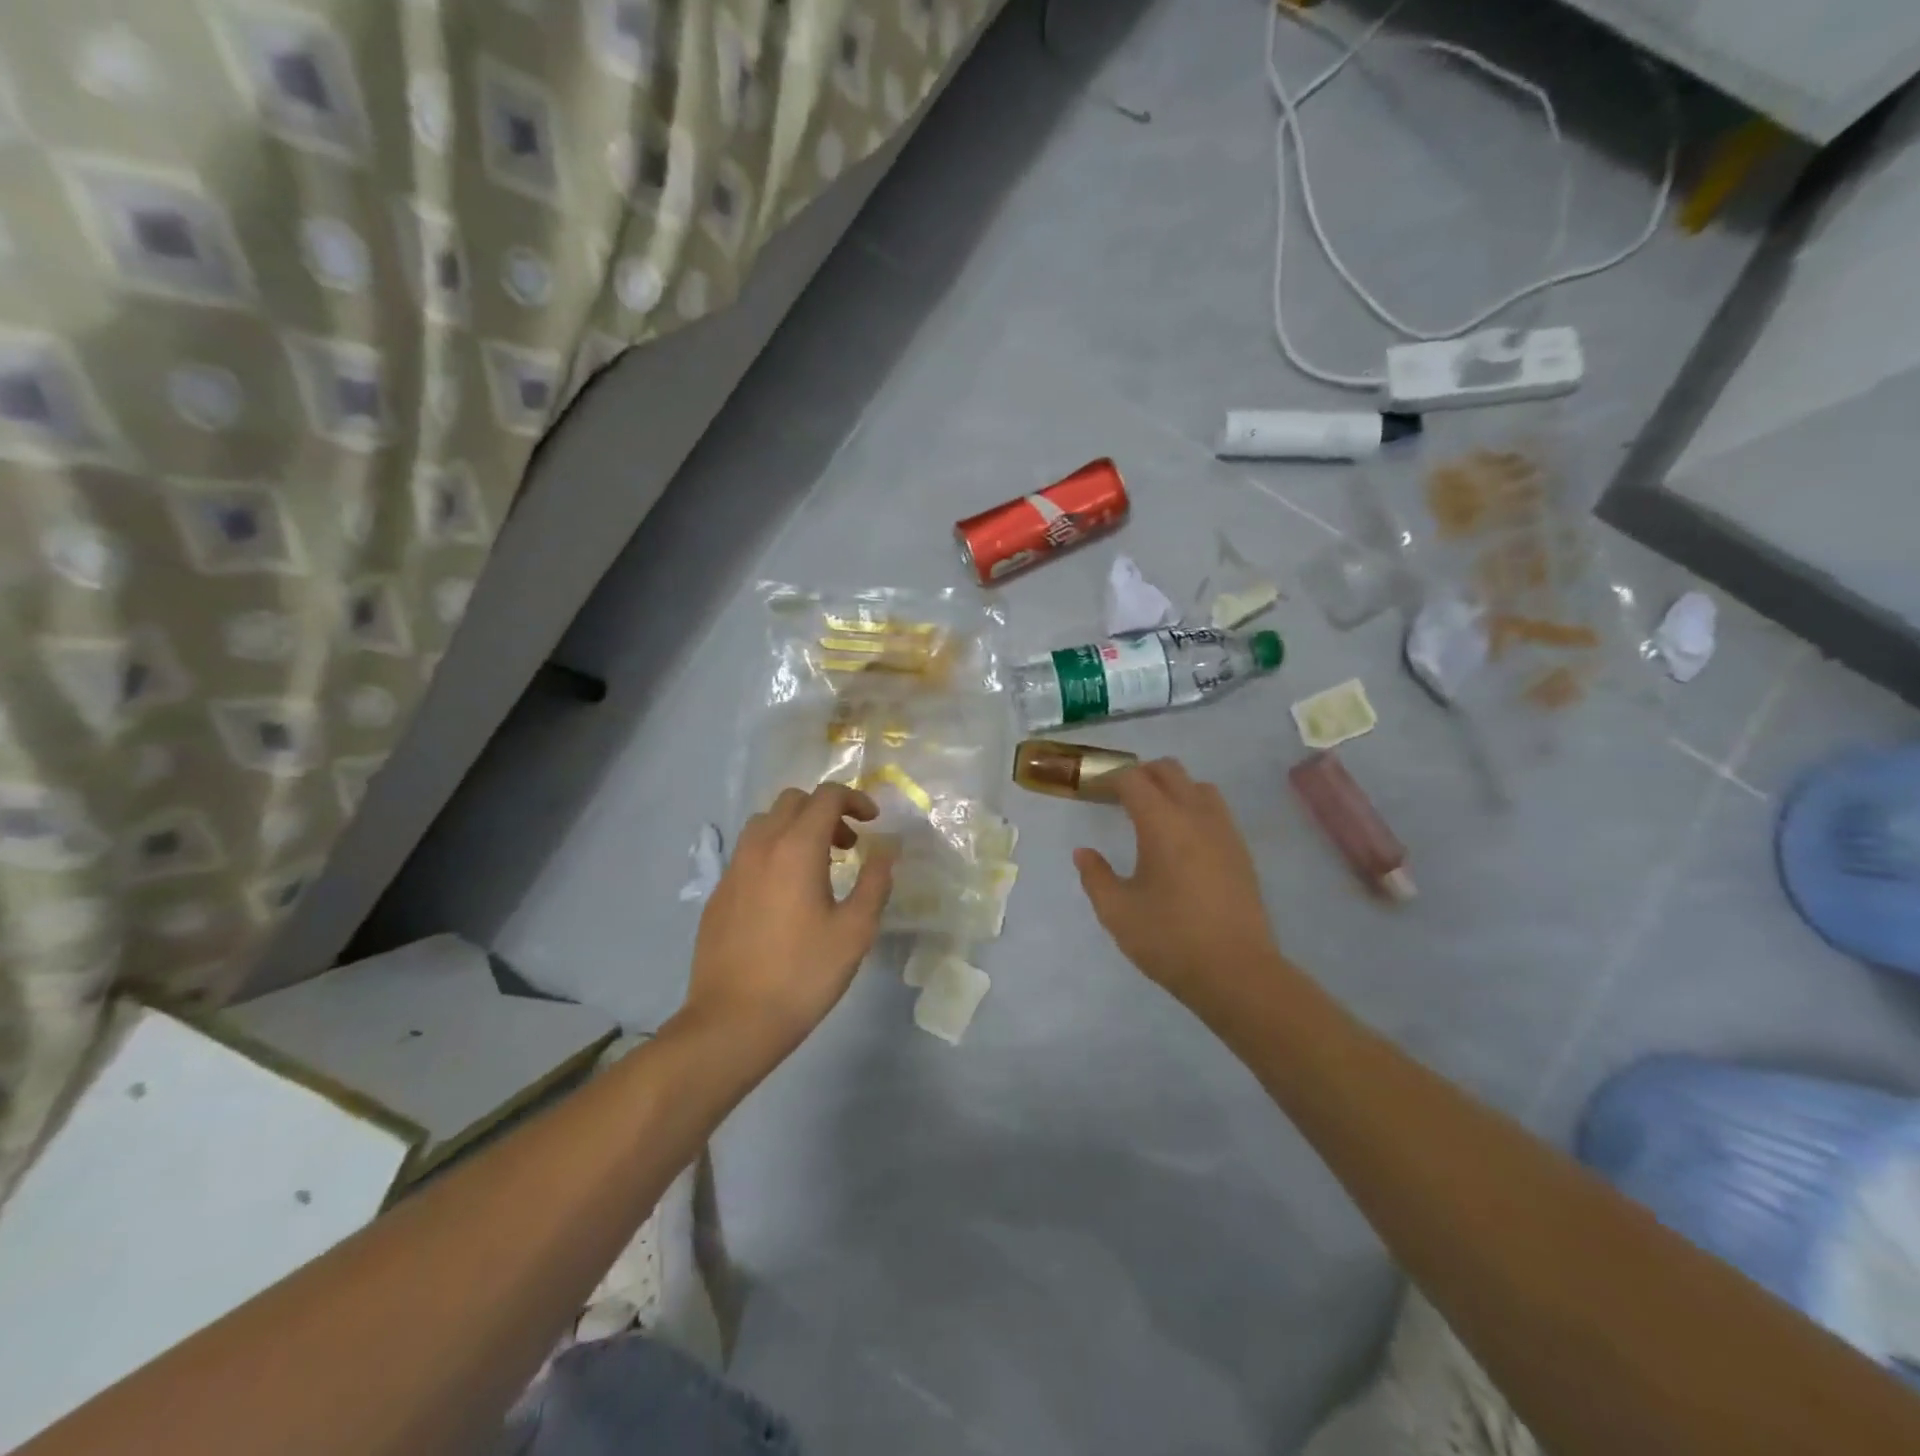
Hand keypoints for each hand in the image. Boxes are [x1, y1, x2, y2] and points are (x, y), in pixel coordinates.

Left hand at [684, 784, 893, 1050]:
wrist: (733, 1021)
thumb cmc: (803, 974)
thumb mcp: (855, 931)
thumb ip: (875, 881)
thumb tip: (887, 848)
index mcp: (796, 848)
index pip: (826, 796)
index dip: (855, 799)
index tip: (873, 822)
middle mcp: (760, 846)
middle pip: (793, 801)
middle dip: (826, 811)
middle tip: (848, 845)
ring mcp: (734, 868)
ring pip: (766, 823)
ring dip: (797, 828)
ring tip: (818, 866)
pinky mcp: (718, 892)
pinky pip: (749, 852)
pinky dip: (774, 852)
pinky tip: (786, 895)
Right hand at [1074, 759, 1282, 1001]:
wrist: (1236, 973)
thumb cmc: (1169, 939)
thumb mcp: (1117, 912)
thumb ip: (1095, 876)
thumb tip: (1084, 852)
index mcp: (1162, 823)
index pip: (1134, 779)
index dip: (1110, 778)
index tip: (1094, 792)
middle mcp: (1196, 816)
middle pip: (1169, 770)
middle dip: (1141, 774)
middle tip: (1119, 798)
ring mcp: (1224, 831)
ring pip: (1198, 786)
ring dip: (1173, 788)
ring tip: (1153, 816)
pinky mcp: (1240, 851)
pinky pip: (1215, 810)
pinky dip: (1194, 808)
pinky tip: (1181, 841)